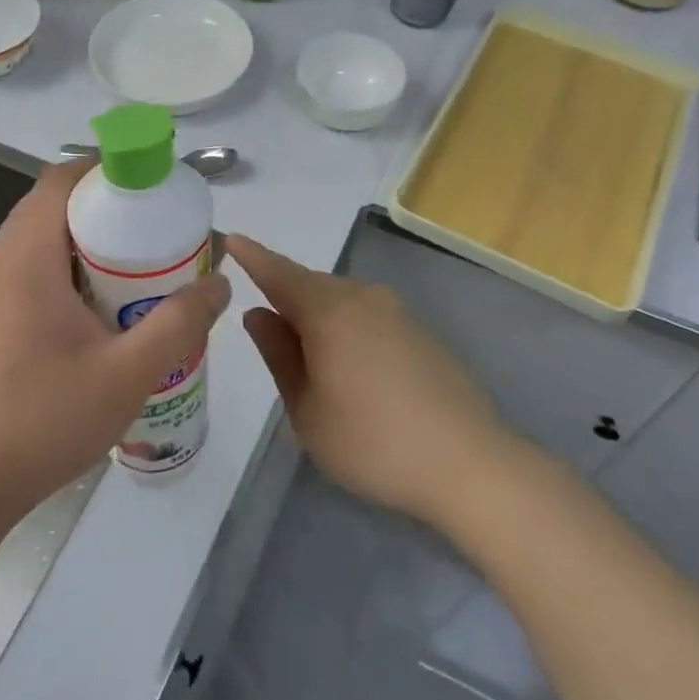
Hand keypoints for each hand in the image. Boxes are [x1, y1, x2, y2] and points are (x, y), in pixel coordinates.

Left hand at [0, 161, 230, 528]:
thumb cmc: (41, 423)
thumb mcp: (127, 375)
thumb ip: (179, 324)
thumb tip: (219, 282)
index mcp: (26, 260)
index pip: (60, 181)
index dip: (105, 169)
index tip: (150, 184)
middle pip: (52, 207)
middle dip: (105, 208)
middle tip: (154, 230)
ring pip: (40, 242)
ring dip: (85, 242)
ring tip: (134, 269)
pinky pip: (29, 273)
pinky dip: (66, 271)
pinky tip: (97, 314)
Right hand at [228, 235, 501, 528]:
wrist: (468, 462)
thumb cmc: (372, 441)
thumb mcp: (307, 409)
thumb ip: (279, 355)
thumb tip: (258, 314)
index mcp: (329, 310)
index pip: (279, 273)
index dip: (253, 257)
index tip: (230, 237)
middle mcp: (364, 296)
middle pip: (311, 285)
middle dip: (285, 298)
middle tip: (267, 333)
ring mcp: (397, 311)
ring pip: (341, 300)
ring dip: (318, 317)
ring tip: (310, 361)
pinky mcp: (420, 330)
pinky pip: (367, 315)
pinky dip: (347, 328)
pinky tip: (352, 369)